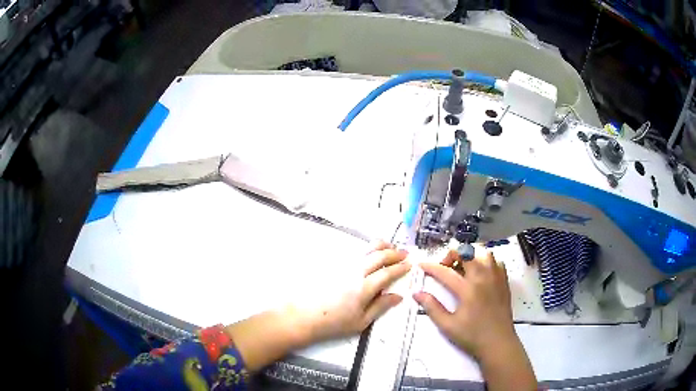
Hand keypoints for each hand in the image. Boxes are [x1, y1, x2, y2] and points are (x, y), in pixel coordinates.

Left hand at [307, 241, 410, 341]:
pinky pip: (355, 252)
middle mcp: (355, 272)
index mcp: (364, 288)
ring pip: (366, 249)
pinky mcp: (334, 264)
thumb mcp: (361, 322)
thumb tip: (398, 296)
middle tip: (405, 253)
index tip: (410, 264)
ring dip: (381, 246)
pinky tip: (370, 253)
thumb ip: (381, 307)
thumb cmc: (334, 323)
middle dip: (394, 252)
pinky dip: (367, 249)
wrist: (304, 316)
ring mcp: (343, 266)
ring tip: (390, 247)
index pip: (387, 273)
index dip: (401, 267)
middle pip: (379, 255)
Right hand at [413, 251, 535, 390]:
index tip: (421, 265)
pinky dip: (486, 262)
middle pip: (467, 253)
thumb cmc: (472, 336)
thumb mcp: (448, 326)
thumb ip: (432, 308)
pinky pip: (496, 262)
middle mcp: (483, 278)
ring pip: (484, 253)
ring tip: (463, 268)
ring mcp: (496, 278)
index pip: (445, 272)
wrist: (498, 343)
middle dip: (452, 255)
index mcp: (468, 289)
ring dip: (471, 256)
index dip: (431, 267)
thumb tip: (417, 293)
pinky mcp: (504, 282)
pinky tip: (480, 274)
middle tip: (445, 268)